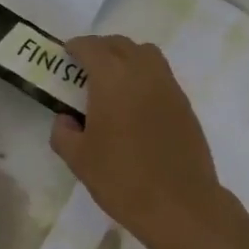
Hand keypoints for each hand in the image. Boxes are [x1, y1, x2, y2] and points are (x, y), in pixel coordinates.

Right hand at [50, 35, 227, 248]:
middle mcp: (144, 73)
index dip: (76, 46)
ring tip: (113, 81)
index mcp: (113, 79)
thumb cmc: (123, 179)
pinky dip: (145, 77)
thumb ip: (64, 133)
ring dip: (127, 58)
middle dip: (101, 49)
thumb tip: (66, 119)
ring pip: (146, 55)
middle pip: (121, 45)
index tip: (66, 54)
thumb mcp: (79, 160)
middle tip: (86, 66)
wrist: (180, 204)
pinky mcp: (185, 105)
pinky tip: (136, 104)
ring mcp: (169, 87)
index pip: (92, 47)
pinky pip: (161, 76)